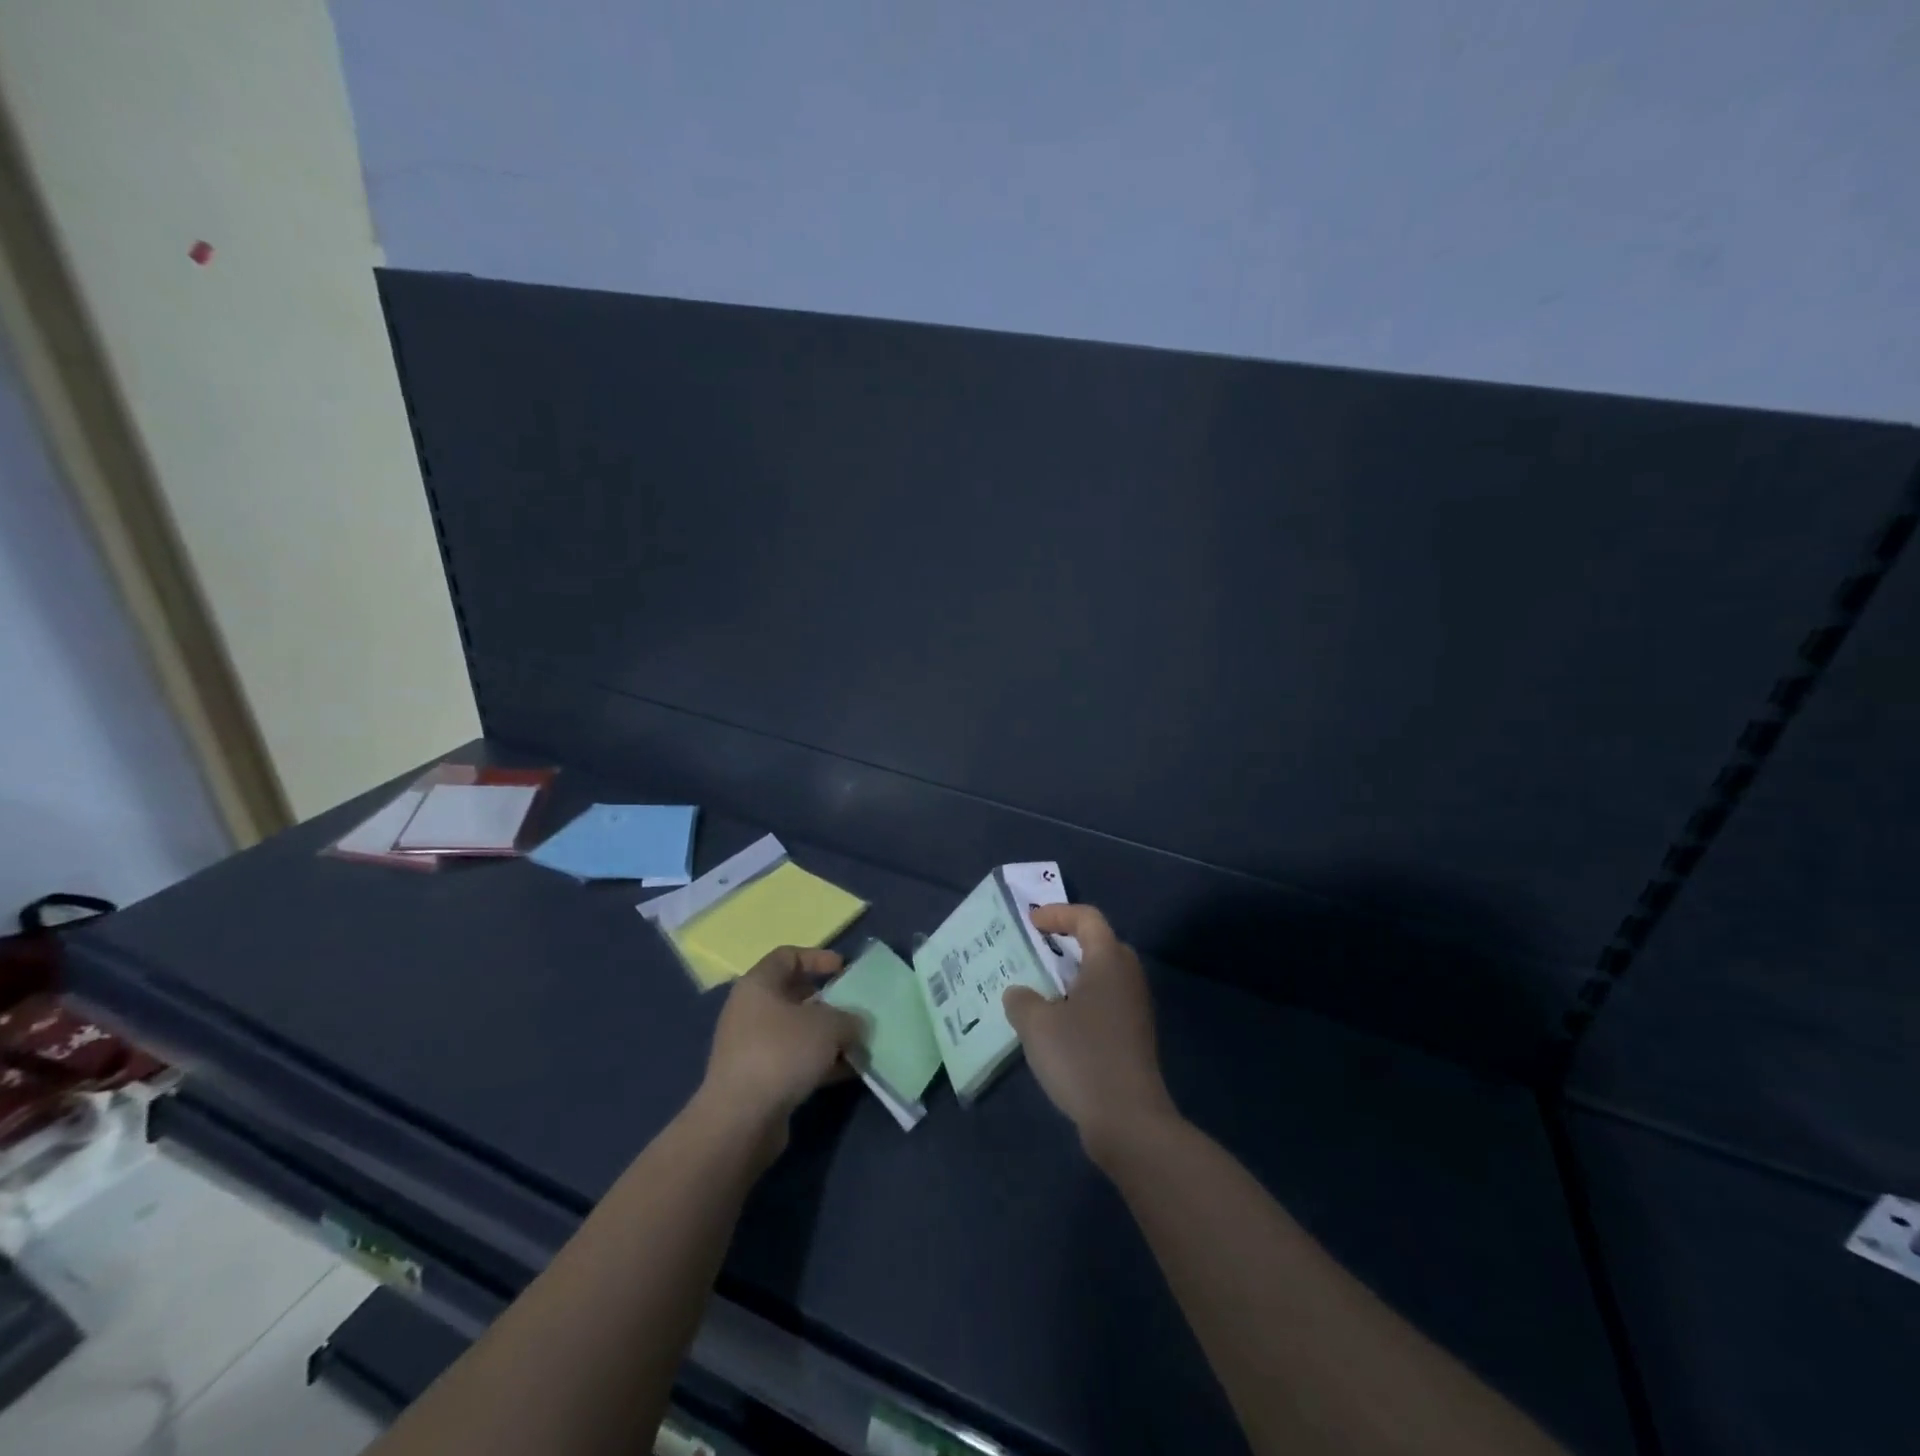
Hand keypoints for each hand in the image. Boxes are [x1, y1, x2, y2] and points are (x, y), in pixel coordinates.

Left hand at [698, 947, 860, 1156]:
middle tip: (855, 1009)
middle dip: (828, 1002)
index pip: (788, 956)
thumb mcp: (828, 1026)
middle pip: (794, 995)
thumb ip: (849, 1019)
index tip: (843, 969)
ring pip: (797, 1031)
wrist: (740, 1119)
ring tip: (858, 1044)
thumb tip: (856, 1025)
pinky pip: (794, 1060)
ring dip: (827, 1036)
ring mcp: (752, 1046)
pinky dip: (819, 1062)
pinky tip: (847, 1072)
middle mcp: (750, 1010)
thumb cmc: (781, 1053)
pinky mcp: (758, 1078)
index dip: (817, 957)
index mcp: (758, 985)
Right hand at [1002, 904, 1178, 1162]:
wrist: (1128, 1120)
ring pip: (1104, 977)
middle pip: (1101, 944)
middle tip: (1039, 952)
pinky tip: (1058, 1026)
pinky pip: (1106, 1003)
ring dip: (1074, 976)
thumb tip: (1019, 993)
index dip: (1058, 914)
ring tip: (1042, 990)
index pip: (1088, 918)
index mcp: (1108, 962)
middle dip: (1069, 943)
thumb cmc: (1082, 1057)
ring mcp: (1136, 1009)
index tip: (1031, 924)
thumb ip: (1021, 1000)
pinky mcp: (1135, 1037)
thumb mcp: (1036, 1024)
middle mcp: (1128, 978)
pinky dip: (1083, 1002)